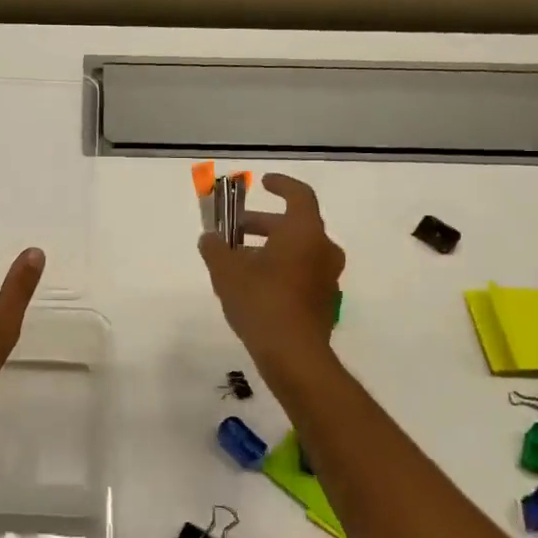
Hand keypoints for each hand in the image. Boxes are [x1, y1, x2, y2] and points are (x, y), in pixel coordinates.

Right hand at [199, 173, 345, 372]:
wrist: (293, 354)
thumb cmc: (261, 300)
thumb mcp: (226, 271)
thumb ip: (215, 248)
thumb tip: (209, 238)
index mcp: (304, 232)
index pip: (299, 195)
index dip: (281, 185)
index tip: (263, 183)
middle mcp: (323, 249)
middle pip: (294, 225)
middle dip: (263, 224)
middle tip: (236, 230)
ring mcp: (328, 277)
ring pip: (298, 251)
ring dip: (271, 249)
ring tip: (239, 261)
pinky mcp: (325, 302)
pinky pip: (302, 274)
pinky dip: (281, 270)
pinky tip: (255, 286)